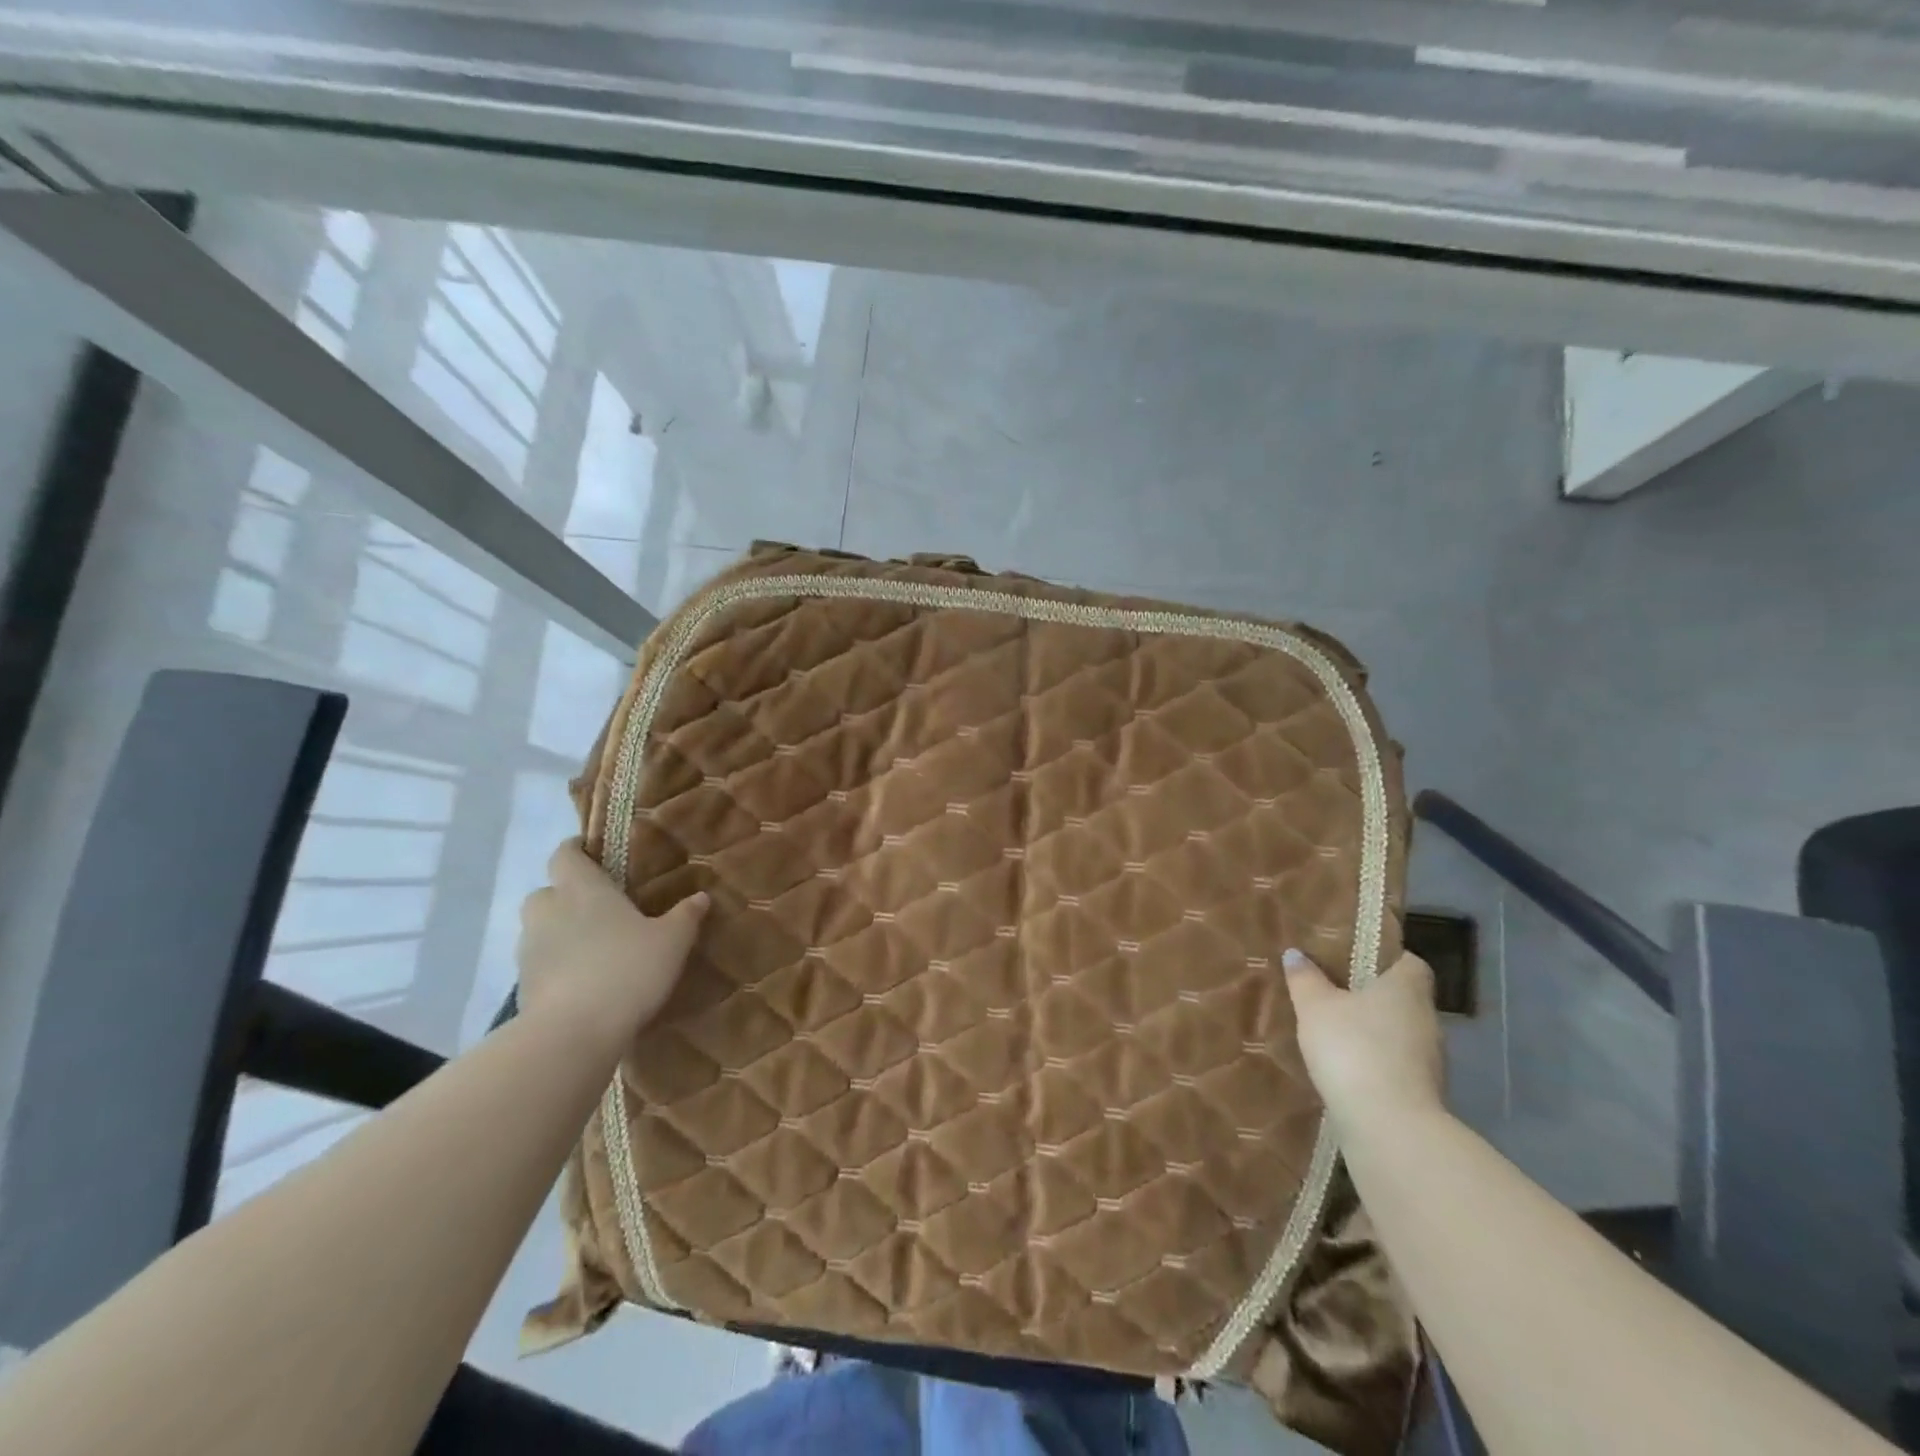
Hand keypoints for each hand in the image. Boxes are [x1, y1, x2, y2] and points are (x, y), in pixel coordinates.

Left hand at [517, 839, 707, 1034]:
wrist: (572, 1034)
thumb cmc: (626, 969)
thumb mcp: (671, 941)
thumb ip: (685, 916)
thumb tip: (701, 896)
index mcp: (582, 888)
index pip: (565, 854)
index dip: (577, 850)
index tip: (596, 855)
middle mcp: (549, 910)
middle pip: (548, 891)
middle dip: (567, 895)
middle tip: (600, 908)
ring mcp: (529, 949)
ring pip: (541, 928)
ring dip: (561, 932)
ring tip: (595, 948)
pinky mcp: (523, 985)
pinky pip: (540, 963)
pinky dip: (557, 965)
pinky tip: (584, 981)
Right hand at [1282, 948, 1444, 1131]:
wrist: (1388, 1126)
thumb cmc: (1353, 1048)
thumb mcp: (1315, 1006)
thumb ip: (1305, 978)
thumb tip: (1296, 954)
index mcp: (1407, 988)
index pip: (1409, 962)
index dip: (1385, 958)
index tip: (1354, 960)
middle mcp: (1427, 1019)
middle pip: (1402, 997)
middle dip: (1371, 995)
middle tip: (1332, 991)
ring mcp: (1430, 1060)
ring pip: (1398, 1032)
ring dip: (1372, 1031)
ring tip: (1333, 1030)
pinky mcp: (1422, 1093)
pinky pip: (1395, 1064)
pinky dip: (1374, 1061)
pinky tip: (1344, 1066)